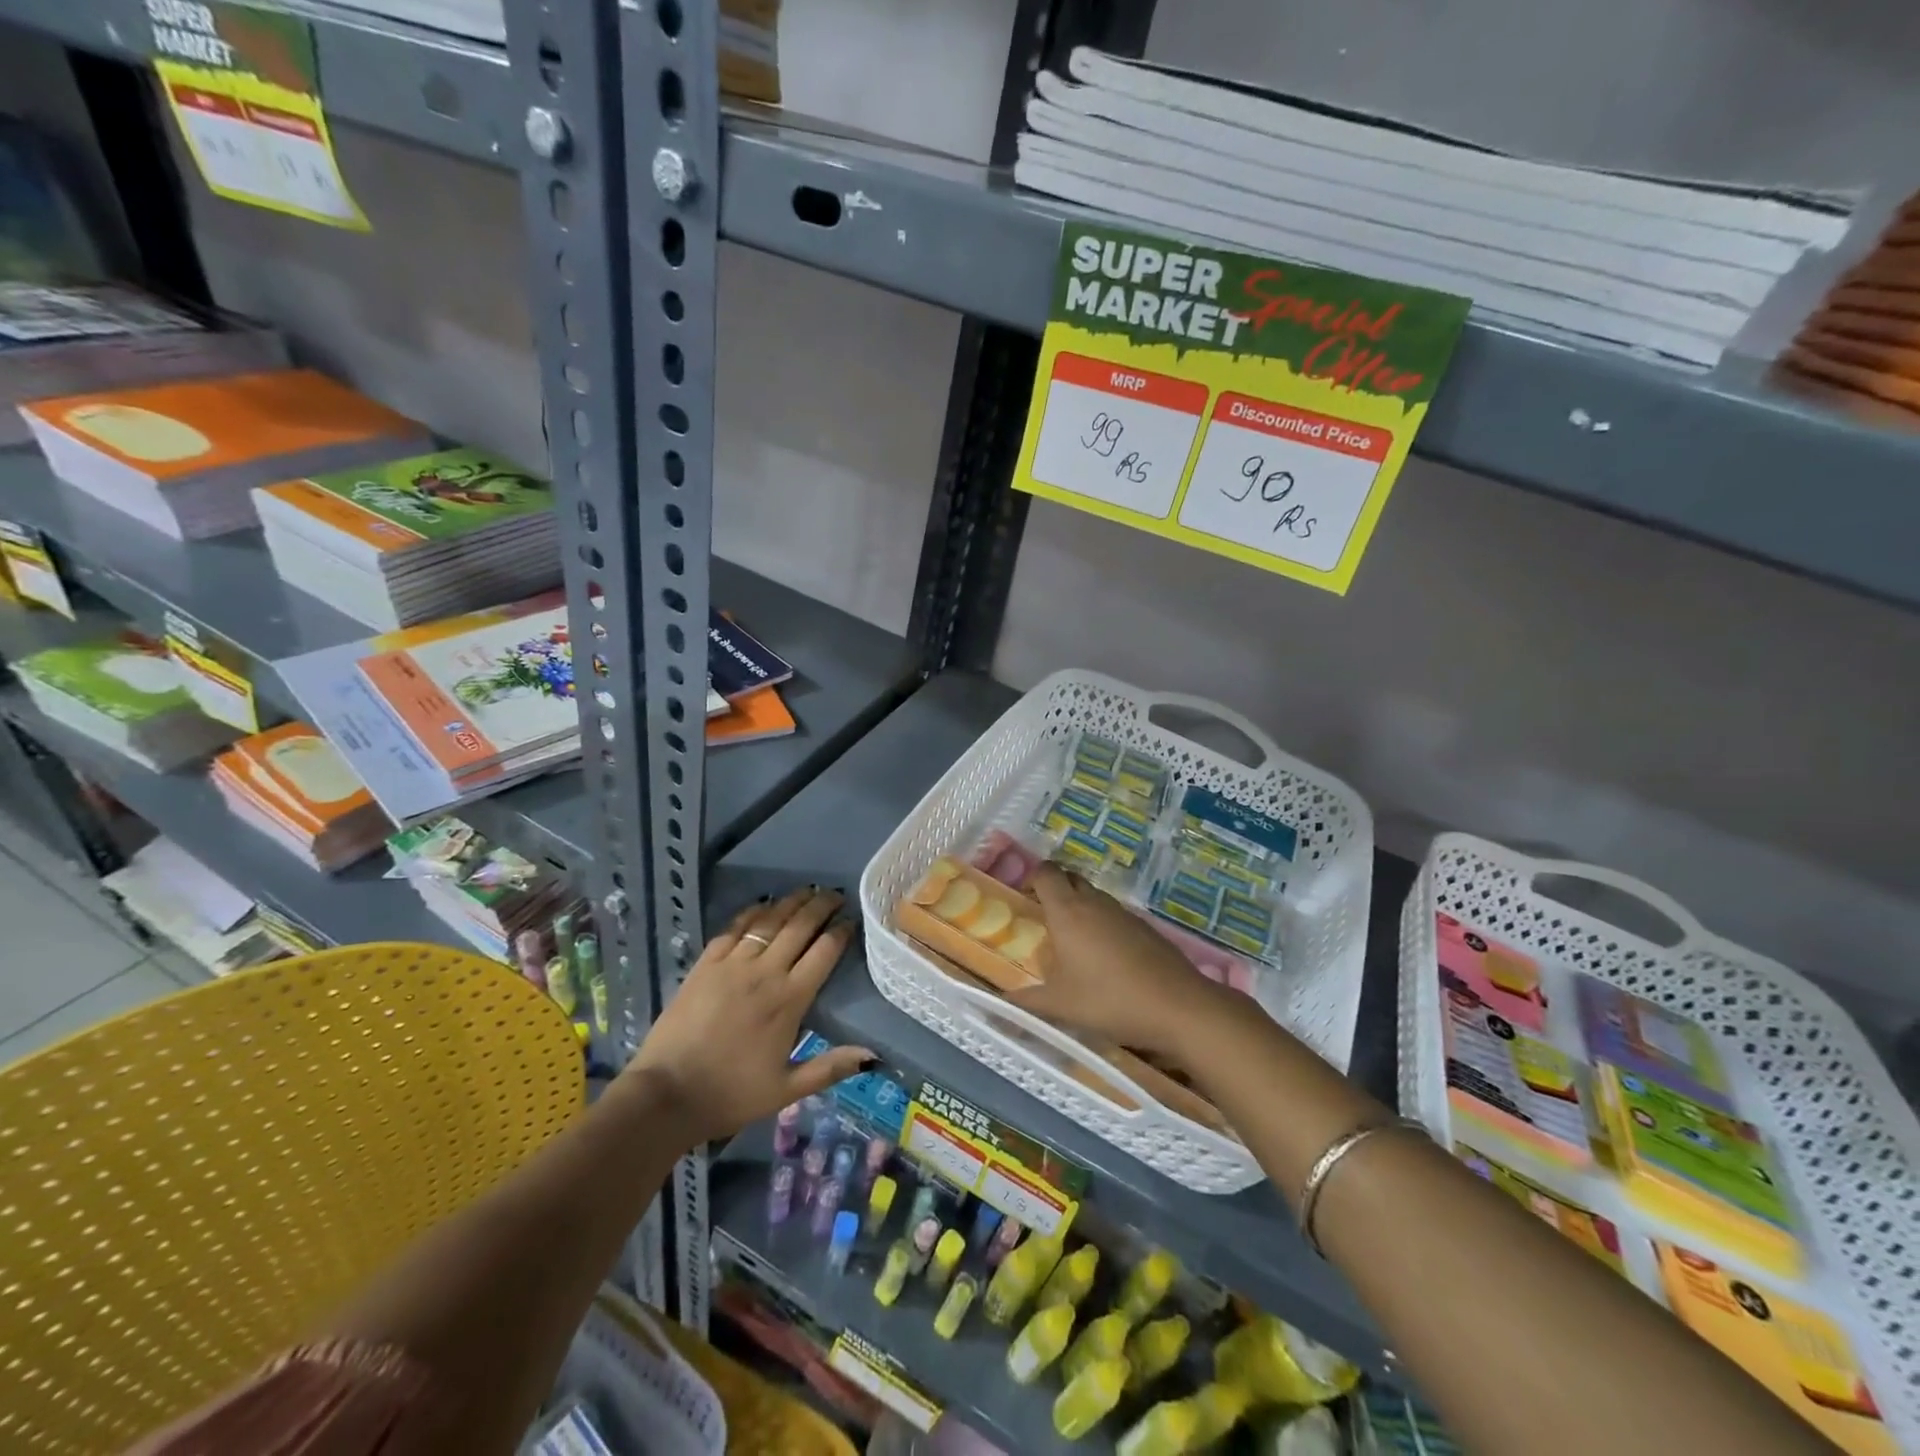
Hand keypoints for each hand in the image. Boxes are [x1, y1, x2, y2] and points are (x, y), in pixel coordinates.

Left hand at [626, 887, 874, 1143]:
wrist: (666, 1095)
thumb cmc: (731, 1095)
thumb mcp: (787, 1090)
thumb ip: (830, 1067)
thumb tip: (874, 1056)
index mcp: (790, 1000)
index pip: (824, 952)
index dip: (841, 931)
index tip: (852, 919)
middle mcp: (765, 973)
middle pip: (799, 927)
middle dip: (821, 906)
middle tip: (836, 894)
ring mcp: (732, 964)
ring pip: (769, 921)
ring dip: (791, 902)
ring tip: (807, 891)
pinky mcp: (705, 965)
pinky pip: (734, 928)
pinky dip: (753, 912)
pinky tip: (763, 905)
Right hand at [1006, 863, 1227, 1062]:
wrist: (1178, 1006)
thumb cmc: (1109, 1000)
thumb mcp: (1060, 1005)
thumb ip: (1026, 1002)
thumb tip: (999, 1003)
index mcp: (1068, 911)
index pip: (1046, 872)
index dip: (1032, 879)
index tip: (1024, 900)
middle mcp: (1095, 902)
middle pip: (1070, 878)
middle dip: (1055, 890)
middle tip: (1045, 919)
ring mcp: (1124, 912)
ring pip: (1094, 896)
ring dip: (1080, 908)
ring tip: (1073, 943)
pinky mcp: (1145, 927)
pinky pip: (1115, 915)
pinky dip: (1103, 925)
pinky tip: (1106, 959)